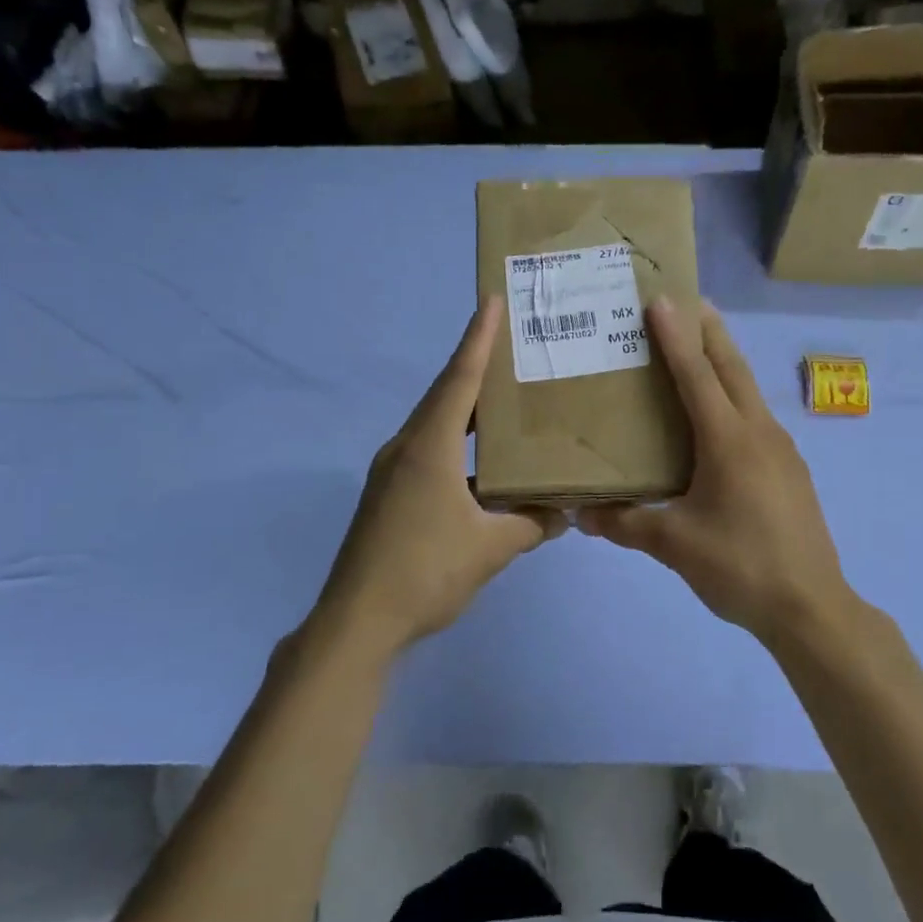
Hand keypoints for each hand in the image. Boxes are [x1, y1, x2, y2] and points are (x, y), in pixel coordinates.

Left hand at [313, 299, 562, 654]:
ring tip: (504, 398)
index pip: (459, 380)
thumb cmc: (425, 572)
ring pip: (435, 425)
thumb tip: (565, 512)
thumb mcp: (491, 548)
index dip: (478, 339)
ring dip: (467, 408)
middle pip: (445, 395)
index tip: (491, 300)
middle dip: (476, 367)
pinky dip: (458, 444)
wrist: (357, 620)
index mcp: (428, 447)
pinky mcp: (389, 496)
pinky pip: (429, 452)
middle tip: (513, 347)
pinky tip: (483, 463)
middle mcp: (406, 448)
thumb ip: (531, 524)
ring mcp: (392, 473)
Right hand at [578, 298, 854, 642]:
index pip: (697, 374)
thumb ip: (626, 525)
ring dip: (724, 362)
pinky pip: (756, 418)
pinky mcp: (790, 470)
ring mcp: (782, 449)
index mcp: (729, 440)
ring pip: (748, 391)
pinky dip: (734, 398)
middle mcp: (759, 432)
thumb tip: (582, 515)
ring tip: (698, 350)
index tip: (660, 299)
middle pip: (732, 367)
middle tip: (686, 301)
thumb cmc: (739, 566)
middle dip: (709, 331)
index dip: (675, 336)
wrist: (810, 606)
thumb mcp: (674, 545)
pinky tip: (719, 420)